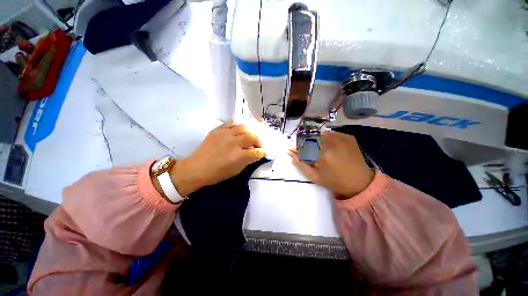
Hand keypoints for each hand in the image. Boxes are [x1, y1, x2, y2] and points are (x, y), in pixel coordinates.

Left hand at [170, 122, 266, 195]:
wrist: (196, 168)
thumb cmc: (217, 173)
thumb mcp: (236, 170)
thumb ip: (248, 160)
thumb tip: (257, 154)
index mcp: (239, 156)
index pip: (257, 151)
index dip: (264, 152)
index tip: (267, 151)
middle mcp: (234, 143)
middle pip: (253, 137)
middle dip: (260, 141)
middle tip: (260, 145)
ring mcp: (226, 134)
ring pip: (245, 127)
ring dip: (251, 131)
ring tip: (252, 136)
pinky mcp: (218, 129)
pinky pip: (233, 122)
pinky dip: (240, 125)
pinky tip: (242, 130)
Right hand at [289, 131, 373, 197]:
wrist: (360, 182)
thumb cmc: (335, 182)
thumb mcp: (314, 177)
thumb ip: (300, 164)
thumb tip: (290, 153)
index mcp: (323, 154)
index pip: (304, 145)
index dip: (298, 148)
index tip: (294, 151)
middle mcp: (332, 143)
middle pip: (311, 137)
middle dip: (306, 143)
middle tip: (308, 152)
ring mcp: (342, 138)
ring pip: (321, 134)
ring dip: (316, 140)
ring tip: (319, 150)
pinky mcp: (348, 137)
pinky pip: (331, 133)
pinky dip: (326, 138)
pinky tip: (329, 147)